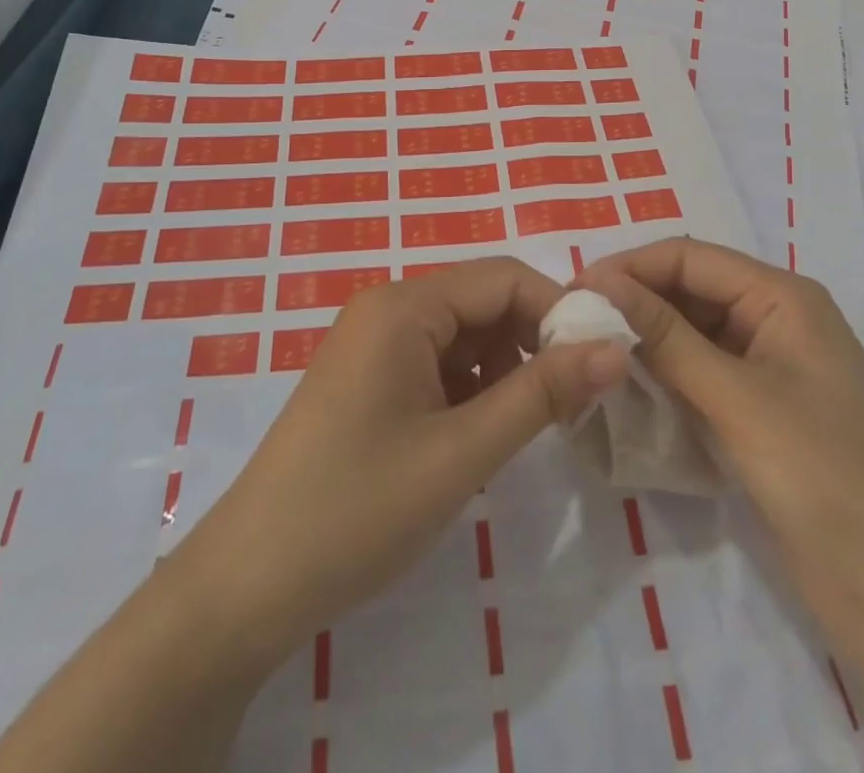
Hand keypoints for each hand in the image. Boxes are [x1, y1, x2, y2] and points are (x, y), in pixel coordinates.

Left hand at [179, 257, 630, 663]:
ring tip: (524, 428)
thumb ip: (542, 394)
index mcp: (403, 304)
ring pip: (464, 336)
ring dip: (503, 370)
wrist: (248, 585)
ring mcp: (374, 343)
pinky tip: (476, 438)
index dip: (558, 311)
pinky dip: (470, 390)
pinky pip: (437, 363)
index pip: (503, 278)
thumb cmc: (359, 509)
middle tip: (573, 402)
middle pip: (483, 302)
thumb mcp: (463, 452)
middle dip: (532, 343)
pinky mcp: (369, 378)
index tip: (603, 362)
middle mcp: (387, 308)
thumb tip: (615, 348)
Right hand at [580, 240, 863, 772]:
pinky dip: (664, 379)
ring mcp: (770, 371)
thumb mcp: (736, 397)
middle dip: (634, 302)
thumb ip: (665, 337)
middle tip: (572, 326)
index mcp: (782, 296)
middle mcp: (775, 321)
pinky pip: (702, 378)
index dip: (631, 267)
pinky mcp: (762, 416)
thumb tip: (598, 282)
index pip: (690, 258)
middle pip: (690, 292)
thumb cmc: (824, 474)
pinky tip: (625, 391)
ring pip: (692, 335)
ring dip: (645, 342)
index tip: (572, 290)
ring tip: (588, 354)